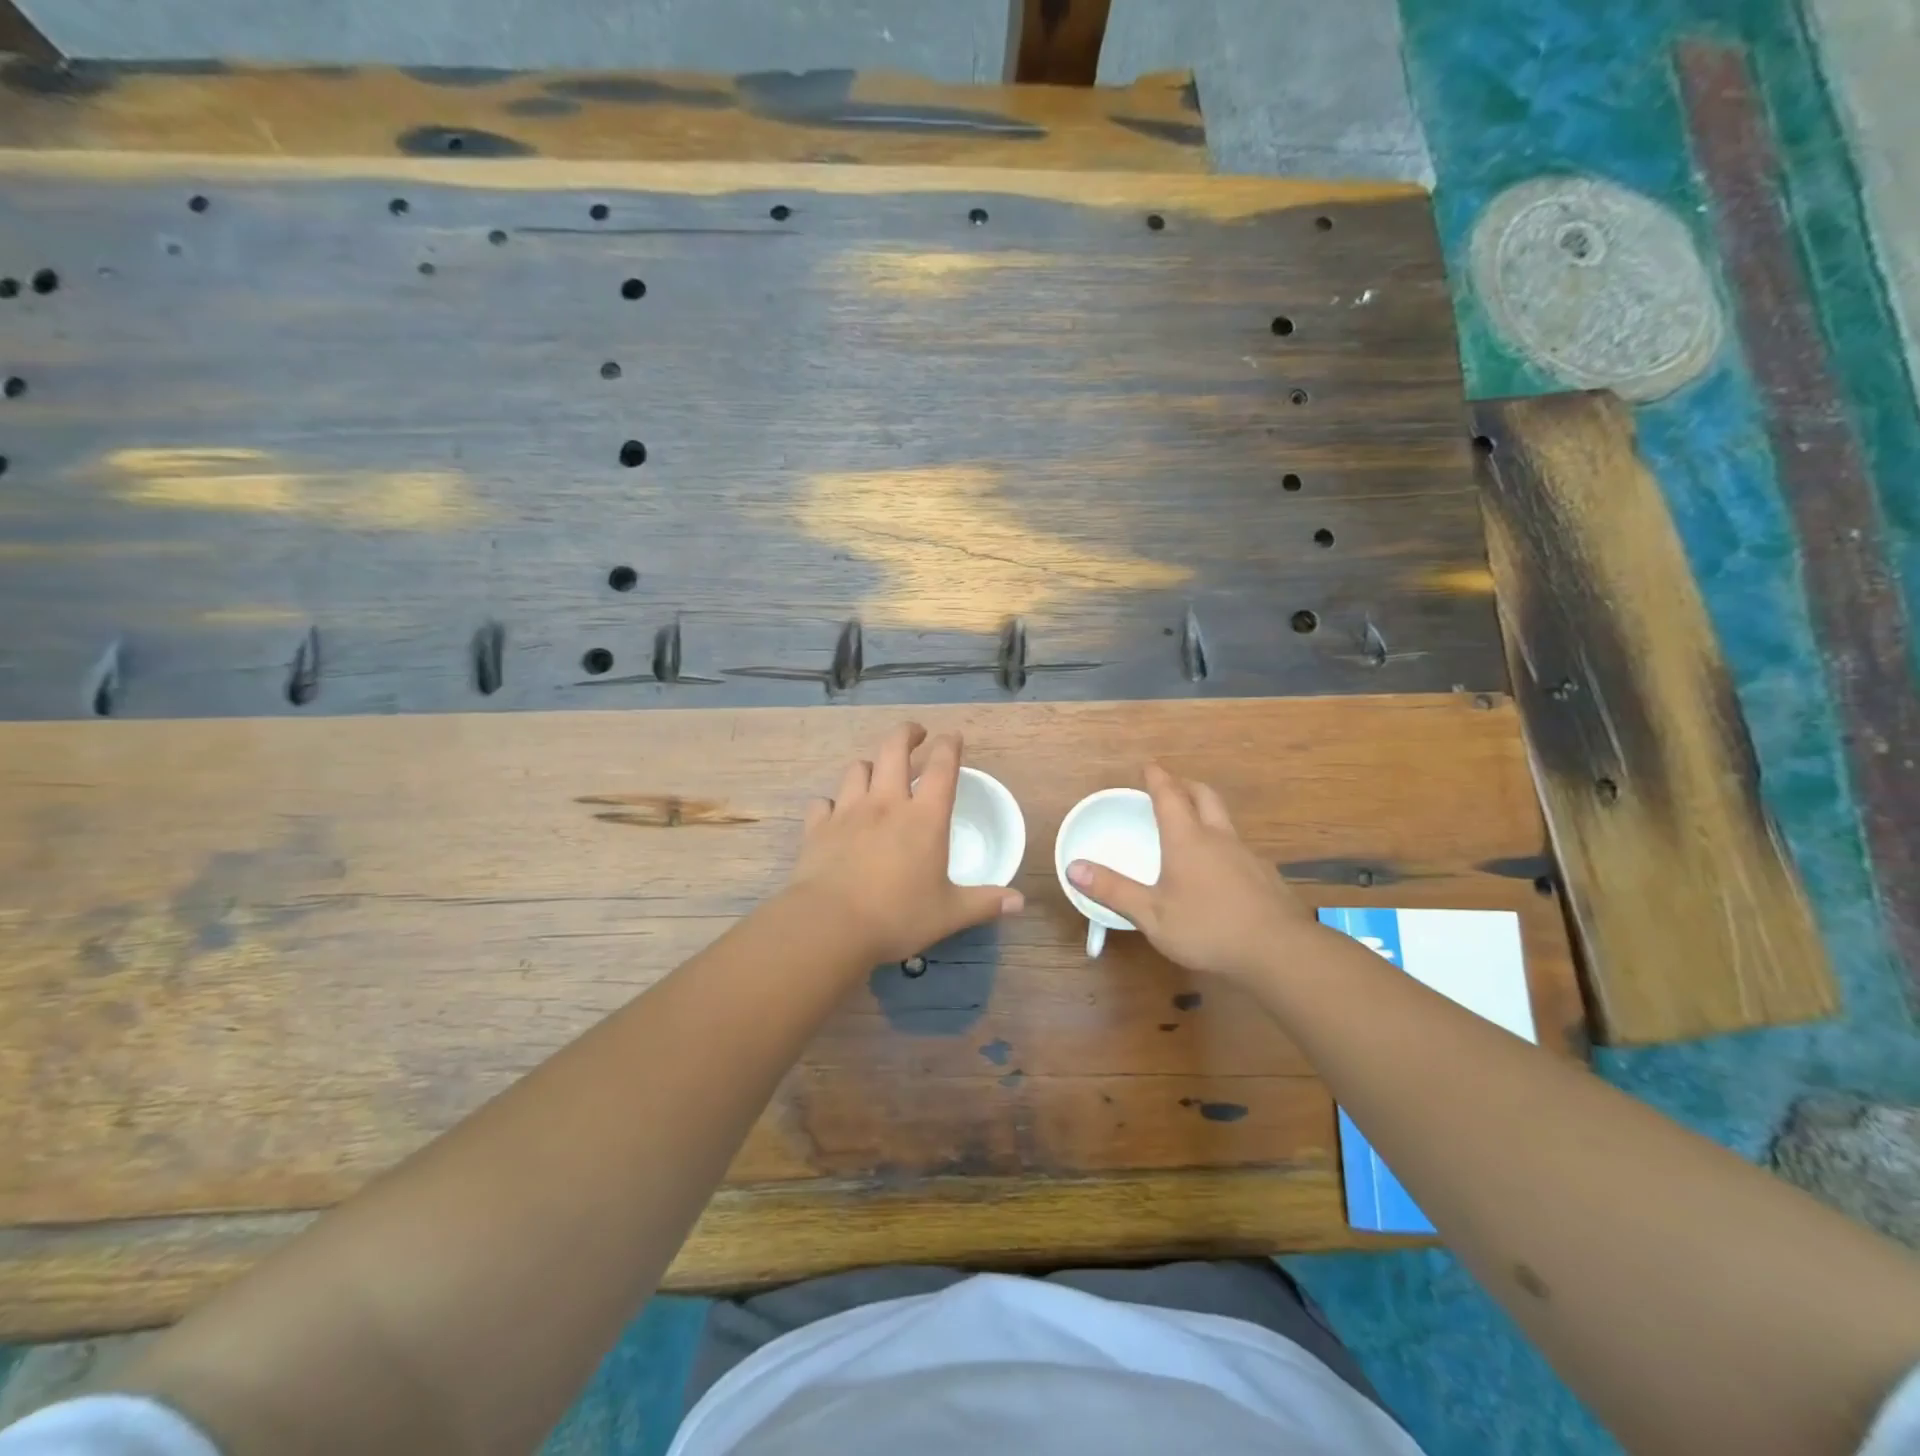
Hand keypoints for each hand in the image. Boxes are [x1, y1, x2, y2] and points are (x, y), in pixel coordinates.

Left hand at [789, 723, 1025, 963]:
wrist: (830, 926)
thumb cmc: (897, 917)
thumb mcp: (949, 914)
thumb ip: (984, 903)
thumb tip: (1019, 902)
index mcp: (924, 818)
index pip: (941, 767)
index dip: (949, 746)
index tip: (953, 737)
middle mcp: (886, 804)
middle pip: (894, 749)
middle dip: (907, 734)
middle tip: (916, 734)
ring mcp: (848, 812)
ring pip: (857, 769)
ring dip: (870, 766)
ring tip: (877, 773)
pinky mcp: (818, 828)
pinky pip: (823, 802)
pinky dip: (832, 803)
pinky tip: (835, 814)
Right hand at [1067, 763, 1314, 979]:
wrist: (1279, 951)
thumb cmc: (1208, 927)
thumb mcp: (1151, 914)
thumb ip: (1113, 890)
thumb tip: (1073, 867)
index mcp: (1187, 839)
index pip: (1169, 796)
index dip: (1157, 778)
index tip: (1149, 765)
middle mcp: (1218, 838)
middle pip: (1204, 796)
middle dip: (1186, 785)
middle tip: (1172, 786)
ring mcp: (1247, 856)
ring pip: (1225, 821)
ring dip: (1206, 813)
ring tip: (1192, 827)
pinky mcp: (1265, 877)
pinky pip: (1239, 848)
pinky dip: (1223, 845)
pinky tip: (1220, 871)